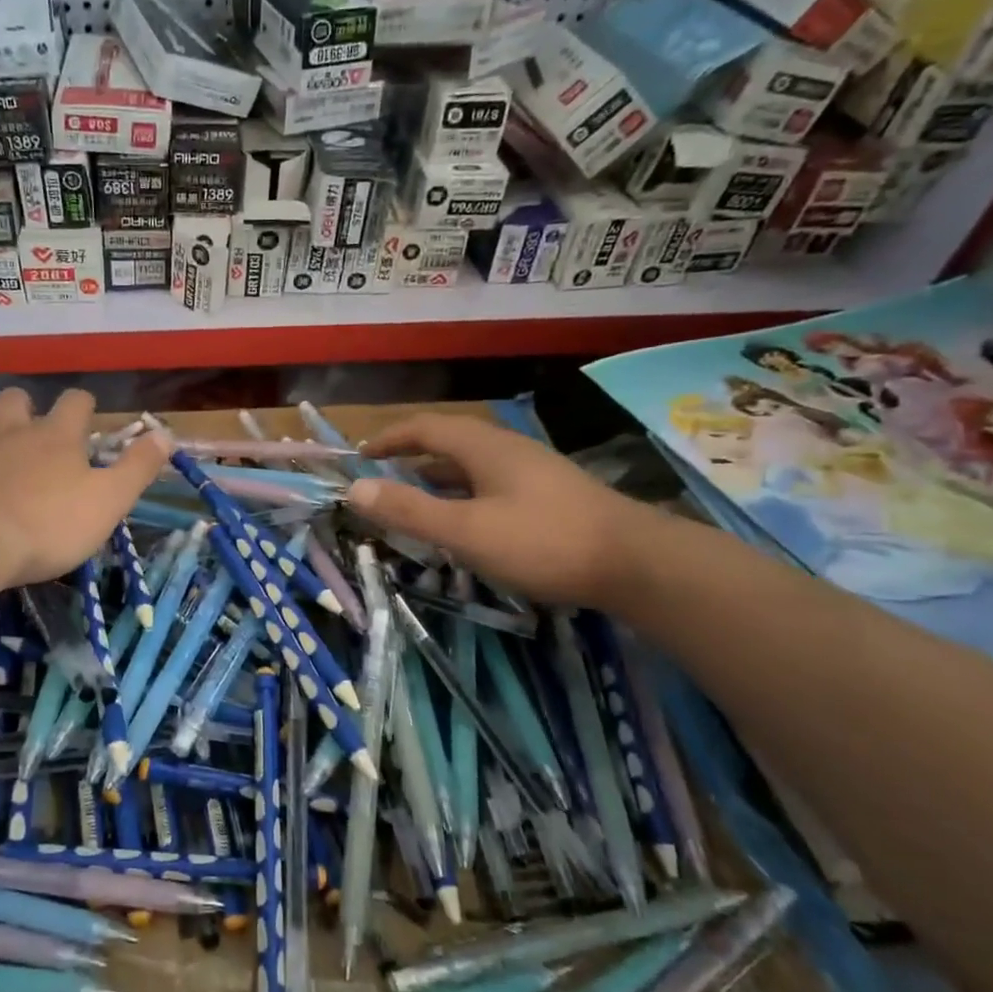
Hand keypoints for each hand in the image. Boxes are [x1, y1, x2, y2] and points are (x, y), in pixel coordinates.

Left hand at [0, 388, 170, 586]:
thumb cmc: (50, 525)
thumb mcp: (110, 500)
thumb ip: (138, 467)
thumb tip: (165, 433)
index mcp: (57, 438)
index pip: (75, 402)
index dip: (83, 406)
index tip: (88, 420)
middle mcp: (13, 432)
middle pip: (16, 398)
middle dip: (27, 406)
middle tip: (35, 429)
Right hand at [345, 413, 658, 608]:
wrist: (638, 564)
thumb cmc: (544, 542)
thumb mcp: (467, 530)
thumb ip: (410, 510)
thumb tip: (355, 489)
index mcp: (484, 447)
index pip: (425, 427)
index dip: (389, 438)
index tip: (361, 454)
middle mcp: (506, 450)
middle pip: (448, 441)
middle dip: (410, 456)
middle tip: (381, 477)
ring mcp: (532, 472)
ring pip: (471, 465)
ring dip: (437, 477)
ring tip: (413, 498)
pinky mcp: (548, 497)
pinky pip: (490, 485)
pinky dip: (462, 495)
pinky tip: (464, 521)